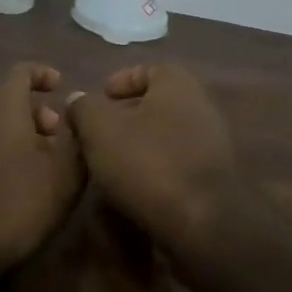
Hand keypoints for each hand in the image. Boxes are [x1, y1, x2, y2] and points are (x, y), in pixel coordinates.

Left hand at [0, 63, 84, 278]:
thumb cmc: (16, 202)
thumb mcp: (64, 173)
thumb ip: (78, 136)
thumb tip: (79, 110)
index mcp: (3, 107)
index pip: (21, 71)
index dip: (43, 74)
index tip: (61, 87)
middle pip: (8, 101)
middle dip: (38, 114)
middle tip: (61, 138)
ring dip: (23, 139)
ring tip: (48, 168)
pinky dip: (6, 157)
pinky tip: (22, 189)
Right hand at [63, 65, 247, 256]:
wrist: (202, 221)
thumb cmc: (147, 163)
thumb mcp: (100, 130)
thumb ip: (85, 109)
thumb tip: (78, 100)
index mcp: (178, 84)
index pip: (149, 69)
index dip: (121, 80)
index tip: (100, 98)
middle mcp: (201, 106)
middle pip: (158, 103)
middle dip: (128, 115)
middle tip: (100, 132)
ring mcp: (213, 142)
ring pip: (168, 134)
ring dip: (141, 144)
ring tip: (112, 162)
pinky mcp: (214, 176)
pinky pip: (178, 161)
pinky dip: (157, 167)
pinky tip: (136, 186)